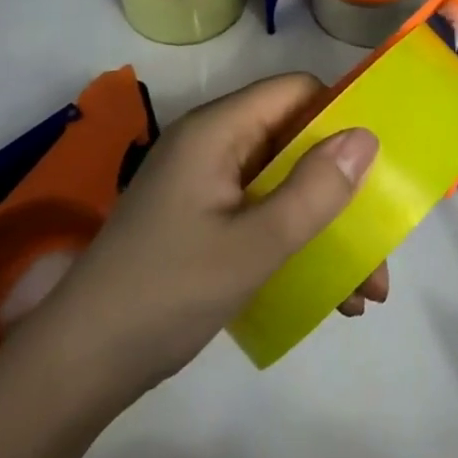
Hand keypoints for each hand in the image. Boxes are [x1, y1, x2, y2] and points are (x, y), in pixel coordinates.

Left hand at [20, 74, 385, 401]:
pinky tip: (329, 296)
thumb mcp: (253, 246)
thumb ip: (313, 190)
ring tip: (365, 291)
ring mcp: (205, 186)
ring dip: (326, 228)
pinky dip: (296, 244)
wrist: (78, 367)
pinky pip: (262, 215)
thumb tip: (366, 136)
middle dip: (342, 190)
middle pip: (294, 143)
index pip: (294, 91)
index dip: (339, 115)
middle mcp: (212, 146)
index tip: (377, 160)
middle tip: (380, 243)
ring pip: (284, 185)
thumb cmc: (166, 293)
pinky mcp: (201, 222)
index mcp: (217, 131)